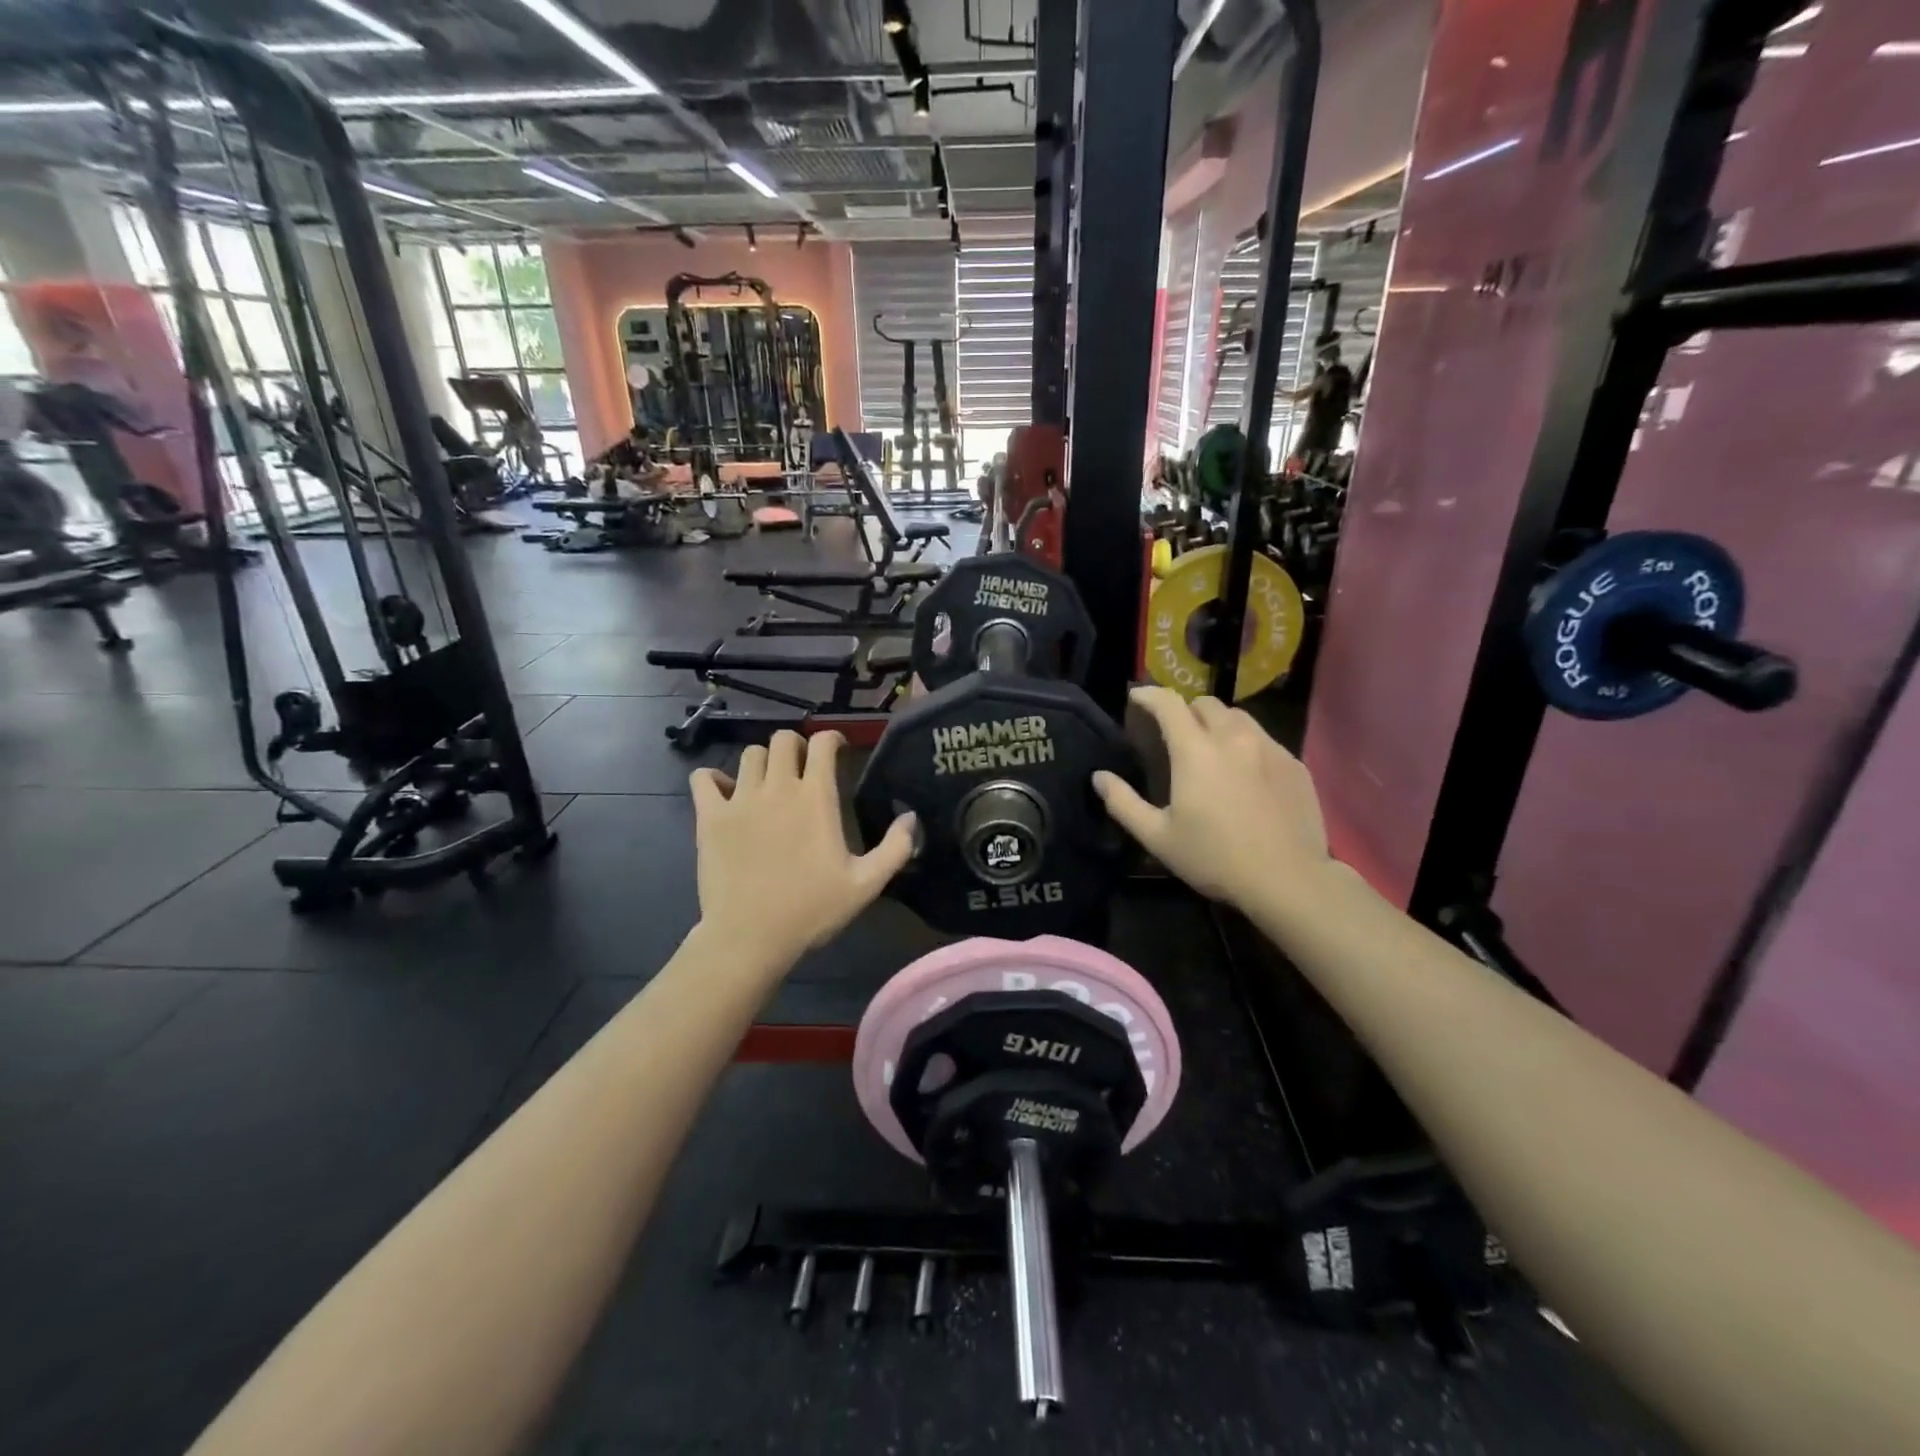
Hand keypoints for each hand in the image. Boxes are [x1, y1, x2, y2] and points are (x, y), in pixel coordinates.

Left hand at [689, 730, 916, 967]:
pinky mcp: (710, 816)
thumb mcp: (866, 885)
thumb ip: (895, 848)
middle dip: (796, 746)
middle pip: (783, 739)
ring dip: (763, 762)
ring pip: (749, 754)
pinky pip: (704, 778)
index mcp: (816, 798)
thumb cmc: (811, 910)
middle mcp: (777, 787)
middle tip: (803, 768)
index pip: (822, 743)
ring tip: (768, 783)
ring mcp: (739, 800)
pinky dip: (714, 778)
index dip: (832, 738)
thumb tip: (911, 817)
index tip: (837, 749)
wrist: (750, 937)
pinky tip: (726, 793)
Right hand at [1093, 687, 1329, 910]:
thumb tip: (1099, 777)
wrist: (1288, 880)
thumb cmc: (1215, 858)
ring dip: (1218, 723)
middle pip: (1206, 703)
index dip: (1149, 695)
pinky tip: (1245, 773)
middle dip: (1185, 710)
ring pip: (1239, 717)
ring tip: (1211, 748)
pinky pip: (1264, 739)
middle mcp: (1233, 738)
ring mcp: (1269, 748)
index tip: (1136, 697)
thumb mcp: (1158, 837)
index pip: (1169, 704)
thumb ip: (1123, 803)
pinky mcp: (1294, 763)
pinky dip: (1246, 744)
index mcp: (1195, 752)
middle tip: (1175, 733)